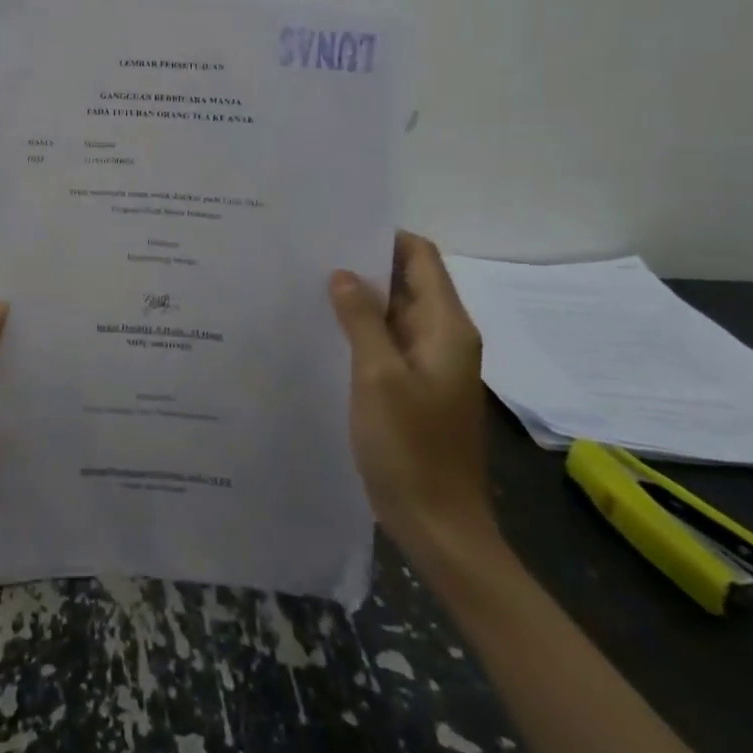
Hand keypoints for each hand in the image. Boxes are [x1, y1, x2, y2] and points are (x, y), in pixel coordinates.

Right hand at [330, 231, 495, 570]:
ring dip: (357, 297)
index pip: (421, 257)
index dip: (383, 236)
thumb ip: (361, 320)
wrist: (438, 525)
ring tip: (306, 282)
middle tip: (309, 252)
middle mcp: (442, 337)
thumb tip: (343, 274)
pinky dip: (359, 328)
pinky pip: (386, 341)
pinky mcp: (412, 385)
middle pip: (406, 281)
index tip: (336, 227)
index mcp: (446, 328)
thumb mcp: (378, 376)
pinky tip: (321, 327)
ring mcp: (429, 363)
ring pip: (392, 312)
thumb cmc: (410, 448)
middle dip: (362, 264)